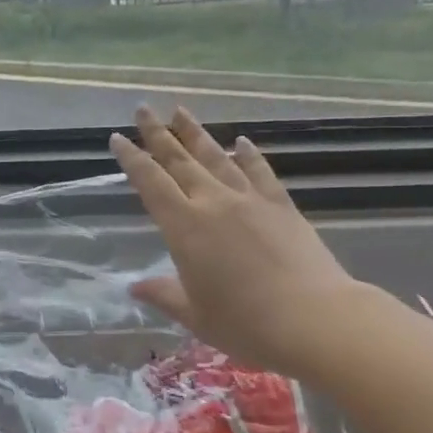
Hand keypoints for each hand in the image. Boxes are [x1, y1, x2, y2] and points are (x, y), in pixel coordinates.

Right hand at [111, 107, 367, 381]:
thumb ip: (164, 294)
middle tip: (143, 109)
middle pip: (179, 160)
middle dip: (158, 133)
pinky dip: (248, 154)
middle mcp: (212, 203)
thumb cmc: (245, 323)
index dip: (132, 159)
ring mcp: (249, 200)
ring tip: (180, 111)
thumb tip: (135, 287)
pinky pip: (260, 172)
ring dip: (195, 133)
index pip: (150, 183)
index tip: (117, 138)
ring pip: (216, 157)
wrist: (315, 319)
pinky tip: (241, 141)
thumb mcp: (195, 315)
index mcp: (184, 226)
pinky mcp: (281, 205)